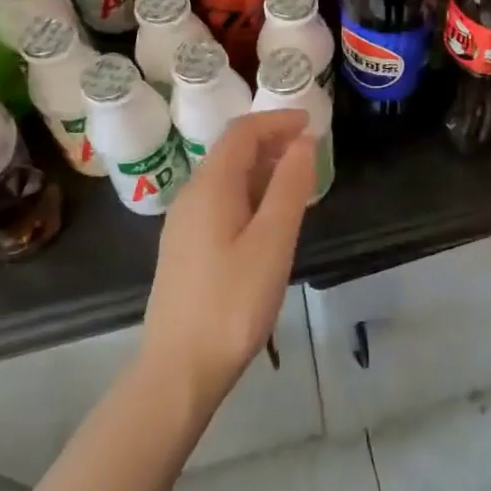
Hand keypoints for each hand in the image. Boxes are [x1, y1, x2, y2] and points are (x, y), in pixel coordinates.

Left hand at [140, 110, 317, 410]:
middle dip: (271, 141)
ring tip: (298, 180)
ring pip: (226, 179)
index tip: (311, 122)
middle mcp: (192, 197)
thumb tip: (303, 142)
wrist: (179, 369)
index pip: (242, 133)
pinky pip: (221, 203)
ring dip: (262, 169)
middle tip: (311, 150)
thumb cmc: (232, 303)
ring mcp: (185, 225)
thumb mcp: (272, 242)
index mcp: (210, 187)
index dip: (277, 121)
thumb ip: (289, 187)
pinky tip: (269, 218)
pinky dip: (250, 194)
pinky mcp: (187, 249)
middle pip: (231, 152)